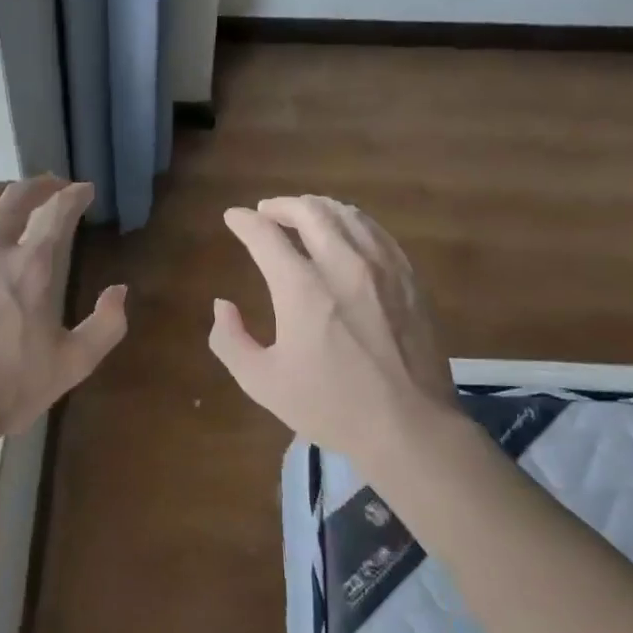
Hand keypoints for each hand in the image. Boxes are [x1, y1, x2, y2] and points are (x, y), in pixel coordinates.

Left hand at [0, 177, 126, 447]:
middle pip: (15, 197)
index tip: (83, 191)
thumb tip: (119, 291)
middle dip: (39, 185)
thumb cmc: (8, 390)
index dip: (75, 195)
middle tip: (51, 186)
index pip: (58, 212)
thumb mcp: (73, 365)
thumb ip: (106, 325)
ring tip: (6, 192)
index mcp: (31, 267)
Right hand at [208, 195, 458, 462]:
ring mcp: (382, 268)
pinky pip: (376, 232)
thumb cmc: (331, 406)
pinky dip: (352, 222)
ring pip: (347, 215)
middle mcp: (342, 265)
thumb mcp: (262, 382)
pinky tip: (346, 232)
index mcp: (302, 289)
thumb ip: (230, 339)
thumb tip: (223, 304)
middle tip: (266, 211)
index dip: (243, 221)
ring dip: (317, 208)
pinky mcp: (408, 278)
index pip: (265, 235)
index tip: (233, 217)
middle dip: (281, 205)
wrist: (410, 427)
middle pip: (310, 212)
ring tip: (303, 214)